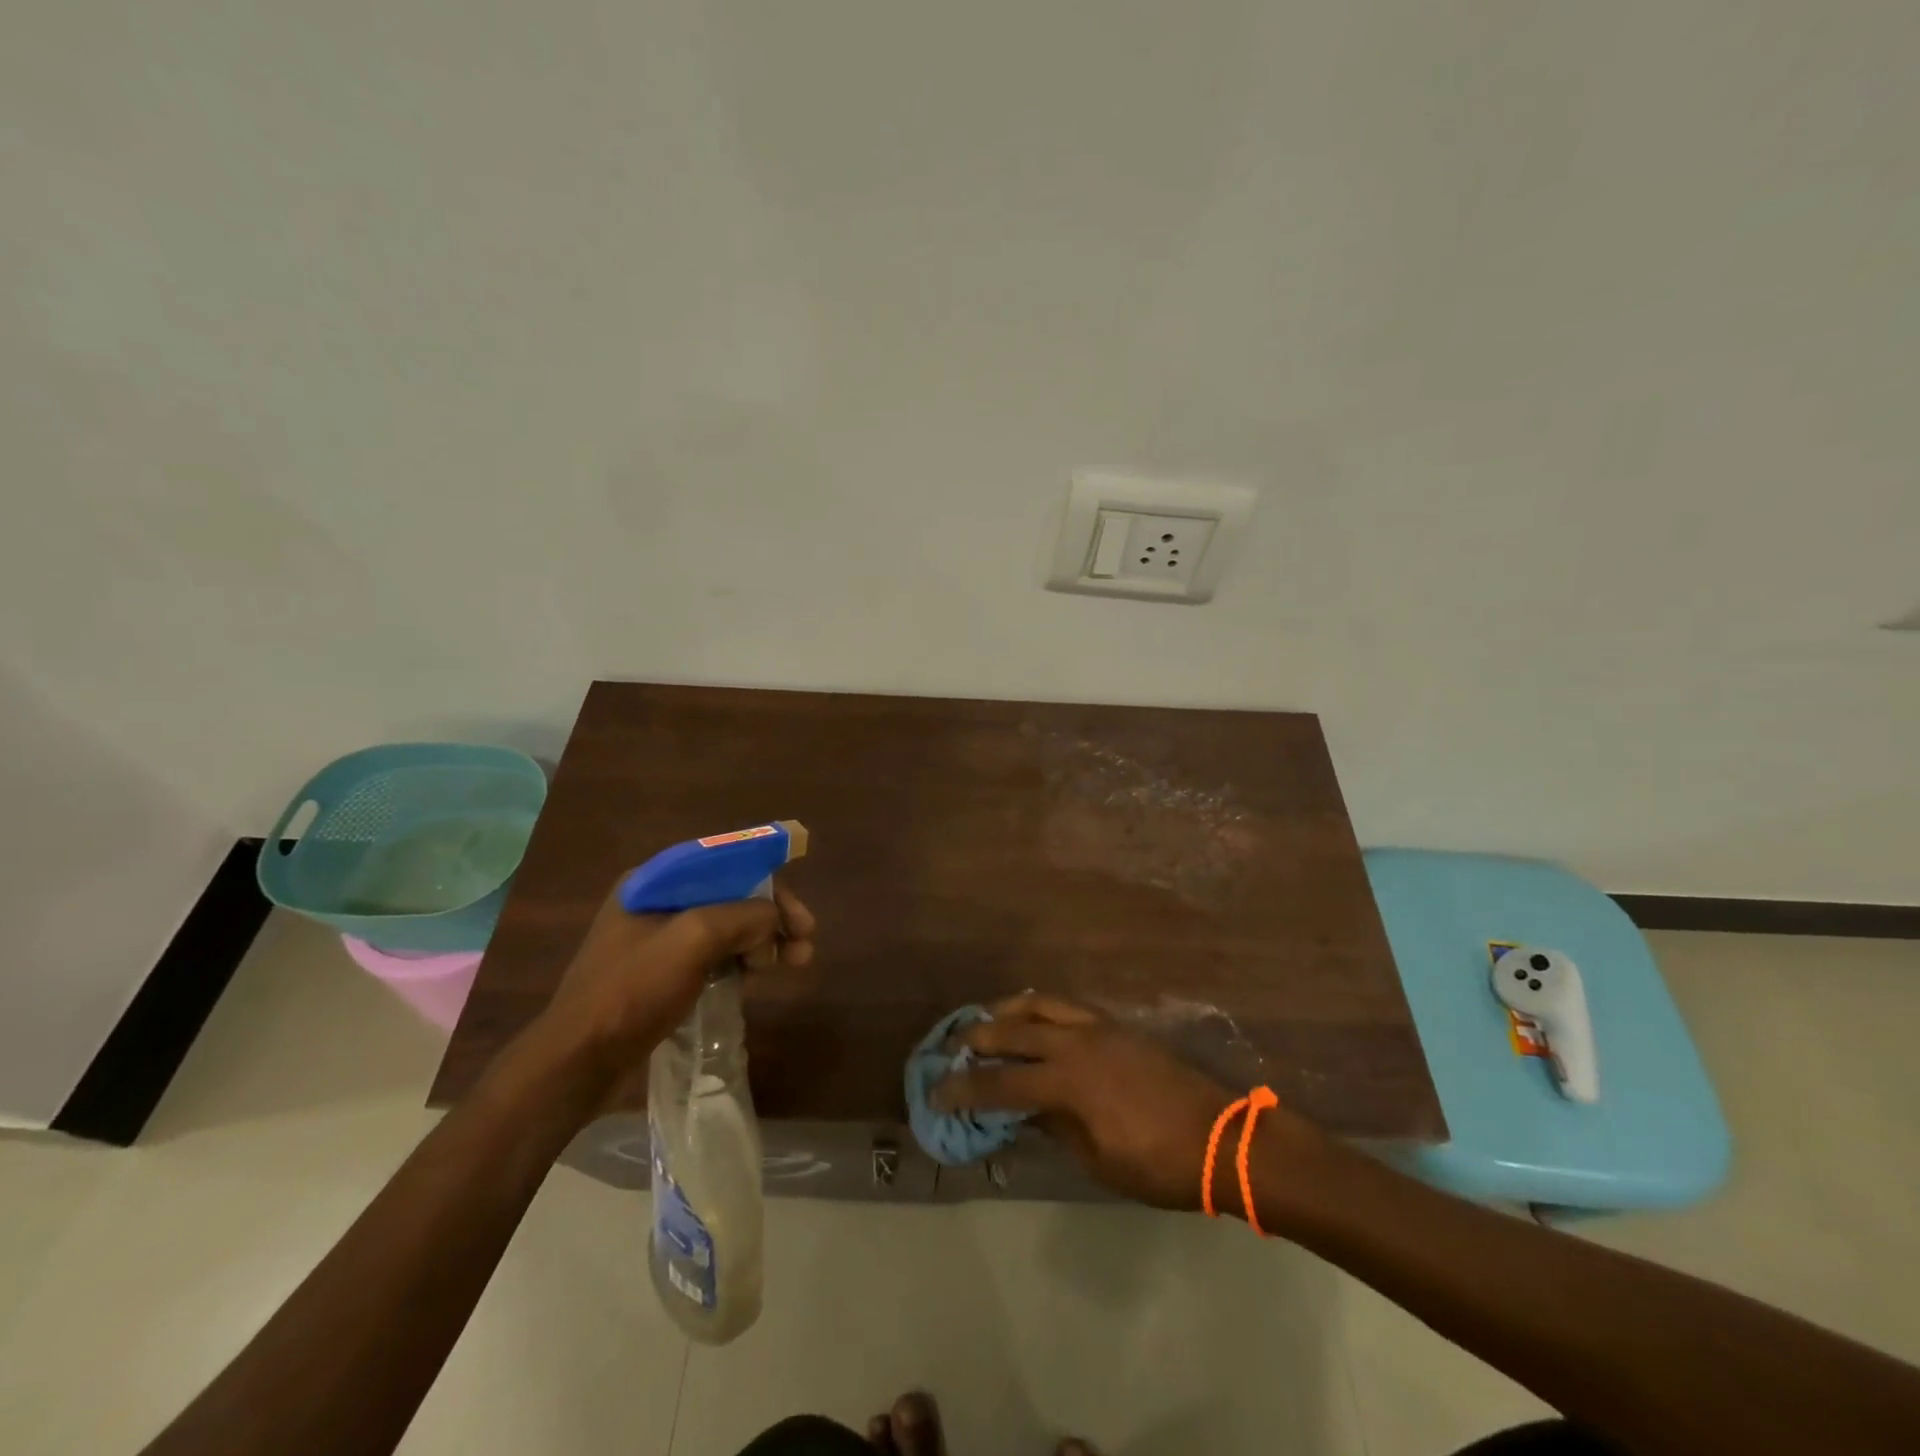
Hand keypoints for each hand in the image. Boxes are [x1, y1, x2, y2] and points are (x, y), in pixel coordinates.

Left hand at [538, 881, 815, 1095]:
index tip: (800, 913)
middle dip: (772, 916)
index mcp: (656, 880)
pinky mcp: (662, 974)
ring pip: (726, 927)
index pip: (728, 863)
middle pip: (731, 896)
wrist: (577, 1062)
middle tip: (806, 944)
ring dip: (763, 940)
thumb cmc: (632, 990)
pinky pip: (713, 955)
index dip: (770, 881)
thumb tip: (774, 922)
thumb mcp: (694, 939)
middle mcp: (657, 901)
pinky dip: (741, 961)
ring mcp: (658, 940)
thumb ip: (743, 917)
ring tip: (794, 963)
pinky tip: (759, 976)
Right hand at [934, 993, 1304, 1210]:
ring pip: (1039, 1003)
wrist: (1221, 1137)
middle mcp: (1076, 1043)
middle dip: (975, 1038)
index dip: (964, 1089)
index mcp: (1068, 1082)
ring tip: (985, 1021)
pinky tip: (1032, 1020)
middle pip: (1012, 1030)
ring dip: (1005, 1010)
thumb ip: (1054, 1128)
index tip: (936, 1093)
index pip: (1001, 1084)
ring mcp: (1098, 1027)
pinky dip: (1039, 1007)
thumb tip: (1022, 1111)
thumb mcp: (1098, 1161)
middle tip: (950, 1047)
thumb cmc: (1159, 1164)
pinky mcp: (1115, 1024)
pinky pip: (1066, 1005)